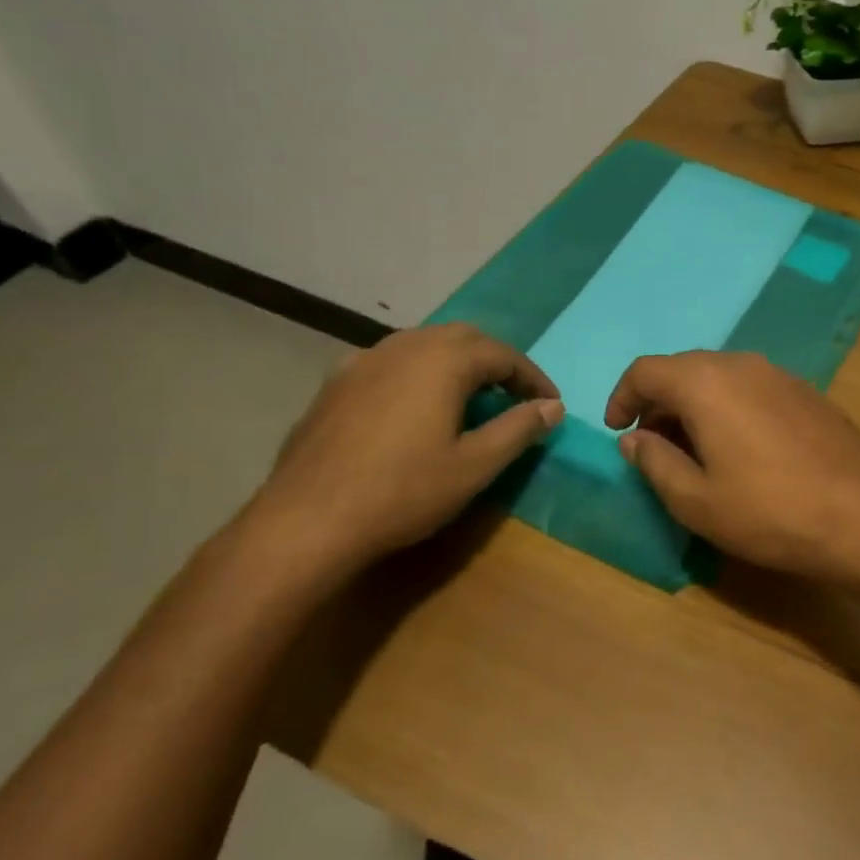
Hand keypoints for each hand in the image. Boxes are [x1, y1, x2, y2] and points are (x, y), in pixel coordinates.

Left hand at [246, 324, 561, 575]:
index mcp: (443, 361)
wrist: (306, 521)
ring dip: (455, 363)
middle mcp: (404, 346)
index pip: (503, 355)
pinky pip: (389, 362)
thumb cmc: (403, 492)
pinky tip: (412, 404)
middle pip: (463, 338)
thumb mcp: (475, 465)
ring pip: (423, 344)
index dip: (532, 378)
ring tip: (469, 398)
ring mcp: (363, 361)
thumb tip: (553, 407)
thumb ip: (519, 429)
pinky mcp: (334, 384)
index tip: (551, 404)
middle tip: (514, 396)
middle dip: (495, 362)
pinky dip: (416, 373)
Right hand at [604, 352, 859, 585]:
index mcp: (705, 382)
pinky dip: (731, 407)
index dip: (623, 399)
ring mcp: (780, 374)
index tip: (619, 433)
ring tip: (697, 450)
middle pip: (684, 369)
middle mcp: (742, 364)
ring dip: (697, 405)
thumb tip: (634, 439)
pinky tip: (743, 448)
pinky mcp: (807, 392)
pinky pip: (753, 388)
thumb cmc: (767, 510)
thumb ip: (655, 462)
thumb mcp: (695, 499)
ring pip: (721, 377)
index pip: (646, 371)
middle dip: (660, 404)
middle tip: (655, 447)